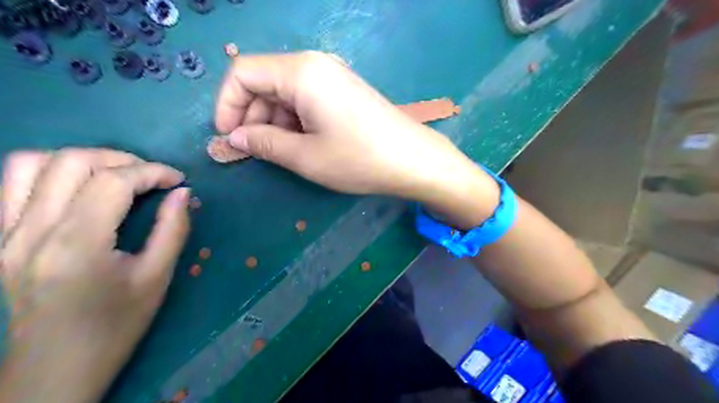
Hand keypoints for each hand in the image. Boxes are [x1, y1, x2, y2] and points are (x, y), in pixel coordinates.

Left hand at [1, 147, 188, 401]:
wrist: (55, 370)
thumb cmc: (115, 327)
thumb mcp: (156, 279)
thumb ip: (173, 230)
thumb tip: (183, 193)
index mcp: (77, 246)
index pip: (113, 182)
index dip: (152, 172)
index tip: (178, 180)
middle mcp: (31, 233)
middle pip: (72, 162)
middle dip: (123, 159)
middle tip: (152, 176)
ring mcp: (3, 235)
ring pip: (32, 163)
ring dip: (83, 158)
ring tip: (116, 174)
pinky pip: (12, 184)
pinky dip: (49, 171)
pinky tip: (78, 185)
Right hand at [216, 50, 500, 225]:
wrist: (413, 160)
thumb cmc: (358, 159)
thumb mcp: (305, 157)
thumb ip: (263, 143)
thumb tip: (234, 138)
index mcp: (301, 72)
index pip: (243, 72)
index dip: (227, 104)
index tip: (228, 137)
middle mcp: (315, 65)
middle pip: (264, 82)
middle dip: (252, 116)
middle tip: (253, 152)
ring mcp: (333, 78)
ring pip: (285, 93)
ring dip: (273, 122)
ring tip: (280, 153)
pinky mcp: (344, 92)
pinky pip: (306, 100)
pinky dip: (294, 121)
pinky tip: (301, 144)